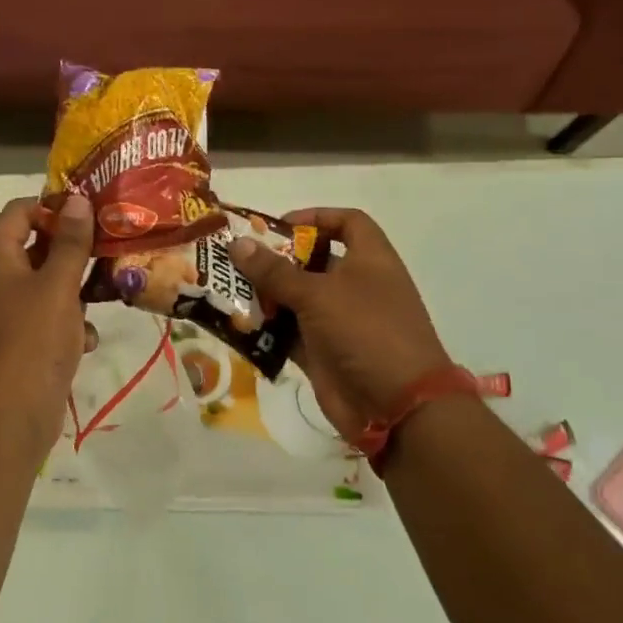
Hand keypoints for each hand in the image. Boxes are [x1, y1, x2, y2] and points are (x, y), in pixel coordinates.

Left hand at [0, 195, 95, 451]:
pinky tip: (90, 339)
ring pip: (49, 286)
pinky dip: (72, 325)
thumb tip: (77, 199)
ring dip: (78, 287)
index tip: (87, 210)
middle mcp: (1, 284)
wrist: (10, 417)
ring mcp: (12, 316)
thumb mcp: (57, 286)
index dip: (49, 204)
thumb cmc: (32, 341)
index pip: (17, 213)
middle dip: (73, 245)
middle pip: (36, 248)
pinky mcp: (26, 345)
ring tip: (111, 284)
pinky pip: (52, 321)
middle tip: (111, 240)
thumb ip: (70, 242)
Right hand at [229, 208, 451, 435]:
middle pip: (313, 261)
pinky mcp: (324, 352)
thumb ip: (275, 271)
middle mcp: (356, 286)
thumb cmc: (365, 331)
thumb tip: (237, 243)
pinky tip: (238, 323)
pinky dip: (267, 328)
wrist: (396, 406)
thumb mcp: (318, 294)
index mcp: (369, 260)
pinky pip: (290, 333)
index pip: (348, 222)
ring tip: (227, 289)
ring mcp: (339, 321)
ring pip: (297, 299)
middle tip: (236, 258)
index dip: (316, 217)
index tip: (279, 226)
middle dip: (276, 259)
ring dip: (266, 295)